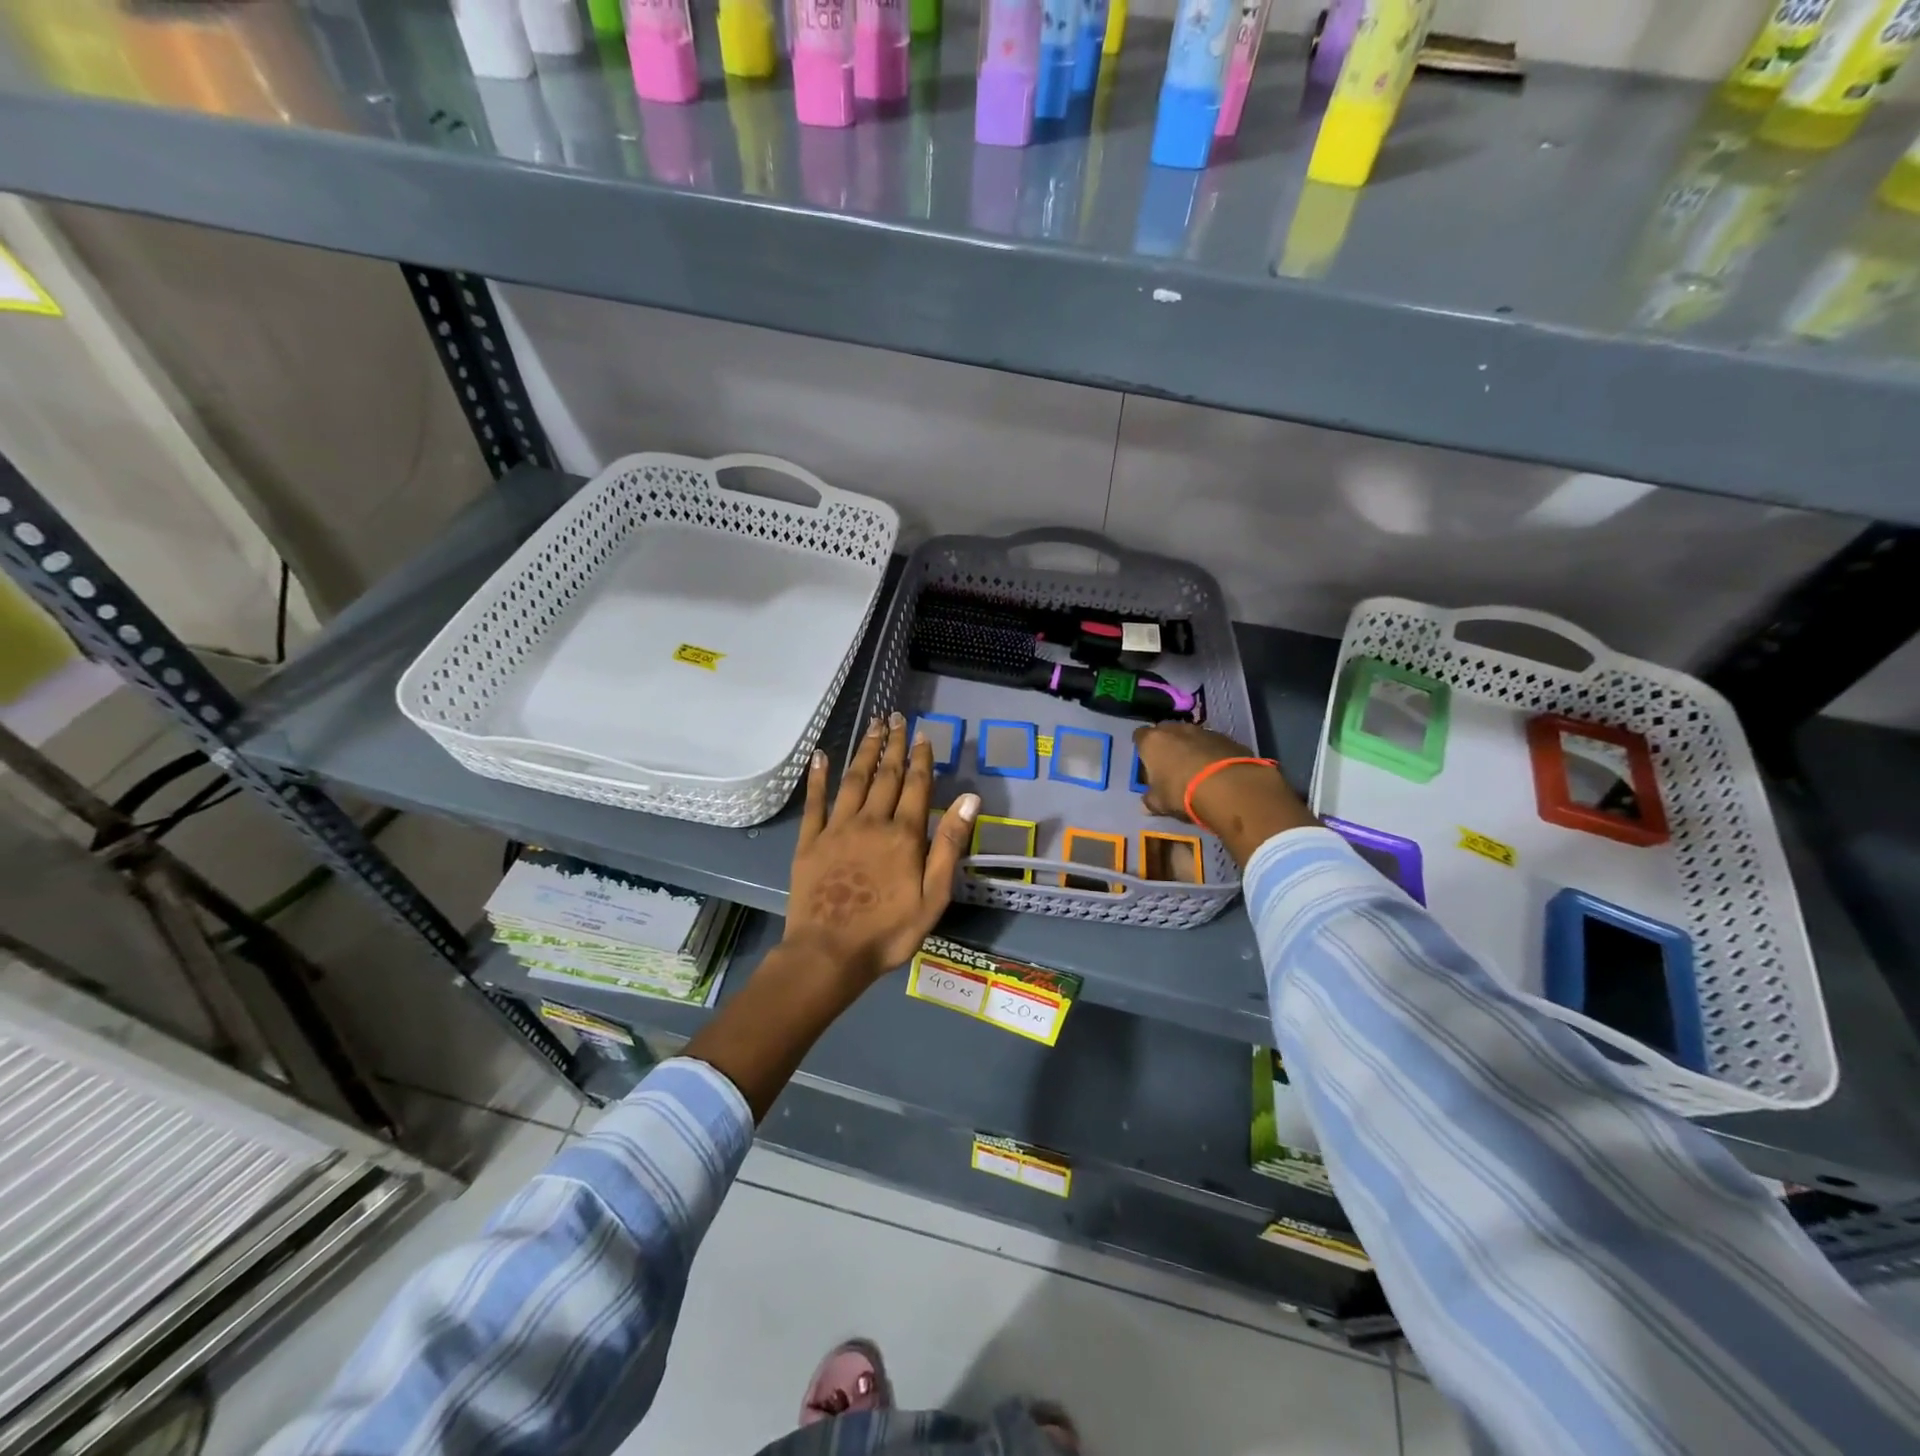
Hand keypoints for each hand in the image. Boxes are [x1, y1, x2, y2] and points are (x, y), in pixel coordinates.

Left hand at [786, 713, 980, 983]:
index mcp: (904, 835)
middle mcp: (871, 821)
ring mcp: (837, 829)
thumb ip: (949, 845)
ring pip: (853, 780)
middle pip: (885, 774)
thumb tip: (970, 799)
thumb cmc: (889, 930)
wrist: (829, 952)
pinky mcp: (810, 841)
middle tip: (896, 716)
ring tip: (871, 725)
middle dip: (892, 744)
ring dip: (864, 750)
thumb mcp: (934, 895)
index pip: (916, 785)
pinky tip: (821, 756)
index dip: (920, 758)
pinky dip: (818, 777)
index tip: (922, 733)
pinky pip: (816, 802)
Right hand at [1131, 722, 1314, 865]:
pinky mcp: (1226, 738)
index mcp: (1153, 741)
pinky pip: (1212, 744)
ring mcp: (1203, 731)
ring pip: (1190, 736)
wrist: (1227, 786)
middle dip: (1166, 744)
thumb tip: (1145, 805)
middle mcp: (1176, 729)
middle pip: (1165, 732)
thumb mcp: (1159, 802)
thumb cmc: (1181, 791)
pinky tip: (1215, 771)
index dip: (1142, 748)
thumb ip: (1150, 800)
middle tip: (1169, 765)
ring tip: (1195, 769)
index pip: (1139, 736)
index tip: (1146, 761)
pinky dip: (1211, 753)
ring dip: (1190, 747)